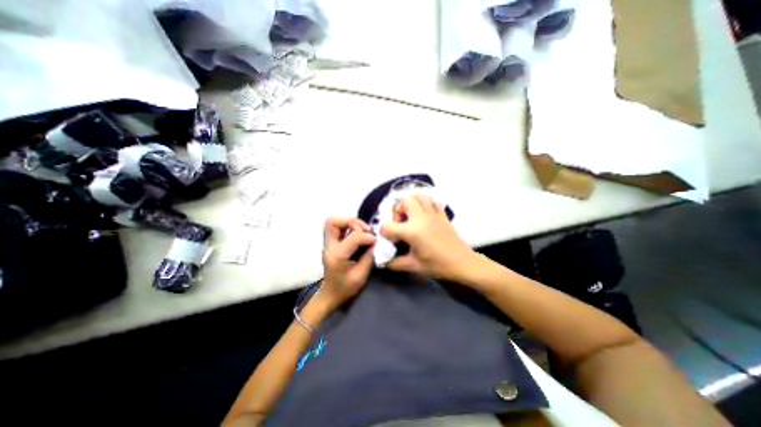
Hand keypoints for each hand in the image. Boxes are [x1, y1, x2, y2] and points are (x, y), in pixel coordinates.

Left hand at [318, 217, 375, 310]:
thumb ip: (368, 258)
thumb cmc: (344, 289)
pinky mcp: (330, 243)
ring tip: (362, 230)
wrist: (329, 295)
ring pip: (333, 222)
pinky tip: (357, 233)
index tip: (375, 241)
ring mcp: (328, 244)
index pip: (353, 237)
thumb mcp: (360, 277)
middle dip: (352, 221)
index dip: (367, 237)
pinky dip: (348, 226)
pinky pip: (337, 227)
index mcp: (337, 256)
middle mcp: (329, 247)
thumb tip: (374, 243)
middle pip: (333, 222)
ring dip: (350, 222)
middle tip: (365, 230)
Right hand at [384, 195, 476, 282]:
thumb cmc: (437, 265)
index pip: (389, 226)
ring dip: (411, 202)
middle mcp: (421, 218)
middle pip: (404, 202)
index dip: (384, 233)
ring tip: (410, 215)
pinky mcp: (442, 214)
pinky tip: (424, 213)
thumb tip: (383, 261)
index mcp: (412, 231)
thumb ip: (395, 263)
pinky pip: (432, 201)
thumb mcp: (413, 266)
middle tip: (400, 223)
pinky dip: (425, 202)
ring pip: (419, 196)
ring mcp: (433, 214)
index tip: (390, 240)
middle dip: (397, 210)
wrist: (462, 262)